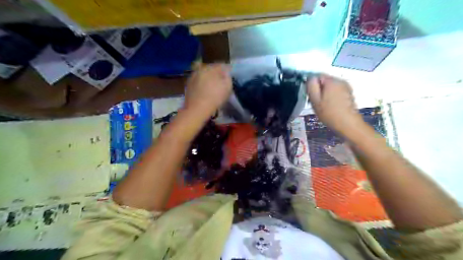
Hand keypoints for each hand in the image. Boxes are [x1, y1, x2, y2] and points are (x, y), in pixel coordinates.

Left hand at [185, 63, 233, 117]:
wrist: (197, 109)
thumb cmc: (215, 98)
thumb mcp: (227, 87)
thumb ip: (228, 77)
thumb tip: (226, 73)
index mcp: (210, 68)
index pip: (221, 65)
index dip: (227, 70)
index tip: (229, 75)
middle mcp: (200, 69)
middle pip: (211, 68)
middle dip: (216, 73)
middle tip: (221, 80)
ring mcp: (192, 76)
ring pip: (203, 74)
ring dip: (208, 78)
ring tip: (212, 86)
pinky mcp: (188, 85)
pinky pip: (198, 81)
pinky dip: (202, 84)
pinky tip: (205, 90)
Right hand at [307, 74, 365, 134]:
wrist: (348, 124)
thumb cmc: (329, 113)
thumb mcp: (315, 100)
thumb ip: (311, 86)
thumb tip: (310, 78)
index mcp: (331, 81)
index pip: (317, 76)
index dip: (311, 85)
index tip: (310, 96)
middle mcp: (340, 80)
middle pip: (324, 81)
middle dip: (319, 89)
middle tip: (315, 102)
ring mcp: (346, 87)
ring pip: (330, 86)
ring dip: (325, 93)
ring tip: (323, 105)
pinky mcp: (349, 94)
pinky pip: (336, 91)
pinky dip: (332, 96)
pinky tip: (331, 106)